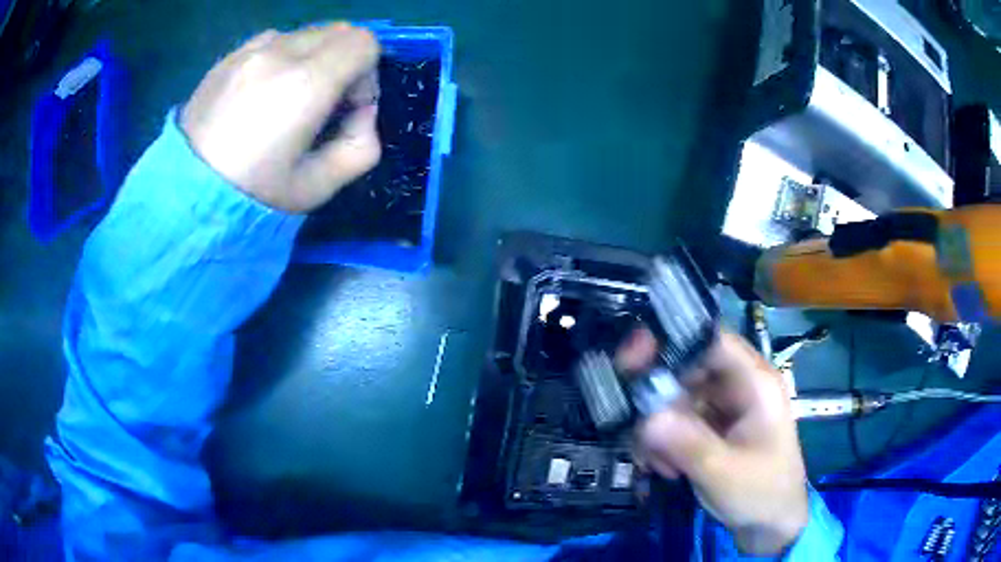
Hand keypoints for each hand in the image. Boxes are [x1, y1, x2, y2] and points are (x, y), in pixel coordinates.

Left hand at [181, 23, 381, 212]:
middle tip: (323, 102)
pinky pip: (273, 40)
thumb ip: (362, 145)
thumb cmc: (252, 197)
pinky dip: (283, 56)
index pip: (364, 43)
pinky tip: (264, 91)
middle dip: (345, 61)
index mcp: (305, 84)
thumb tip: (363, 112)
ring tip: (290, 96)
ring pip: (306, 33)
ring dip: (313, 57)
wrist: (186, 198)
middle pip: (338, 31)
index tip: (348, 106)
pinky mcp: (228, 57)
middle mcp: (279, 53)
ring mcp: (249, 51)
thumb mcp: (319, 187)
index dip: (367, 73)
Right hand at [619, 329, 808, 555]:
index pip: (711, 341)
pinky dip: (666, 442)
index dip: (672, 343)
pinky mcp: (714, 428)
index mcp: (755, 382)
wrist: (772, 526)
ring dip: (659, 430)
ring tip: (657, 464)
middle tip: (639, 434)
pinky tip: (666, 469)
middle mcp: (739, 387)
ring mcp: (725, 408)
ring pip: (677, 399)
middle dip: (658, 402)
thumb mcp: (723, 472)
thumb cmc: (762, 494)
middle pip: (687, 370)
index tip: (632, 362)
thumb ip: (686, 442)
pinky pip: (679, 422)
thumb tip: (645, 415)